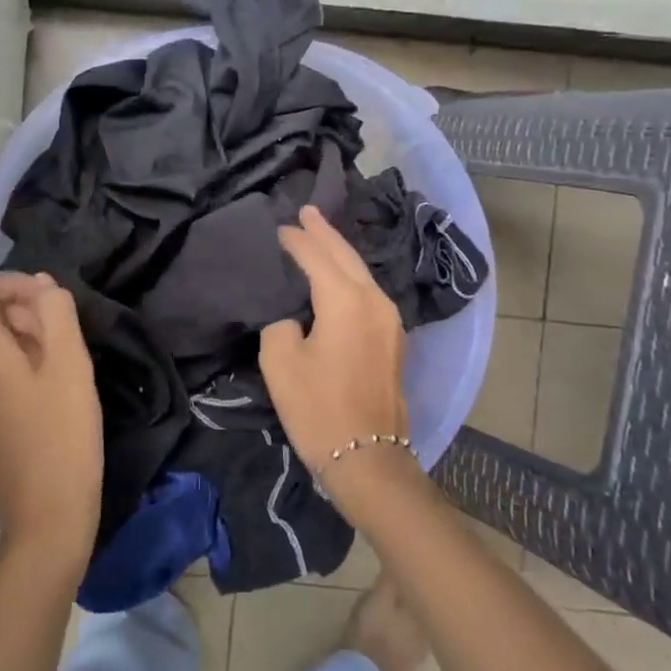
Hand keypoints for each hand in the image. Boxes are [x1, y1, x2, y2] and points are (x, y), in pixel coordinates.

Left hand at [0, 274, 103, 571]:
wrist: (45, 520)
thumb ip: (57, 316)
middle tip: (61, 336)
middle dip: (20, 311)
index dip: (12, 283)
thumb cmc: (63, 437)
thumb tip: (43, 286)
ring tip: (59, 363)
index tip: (51, 303)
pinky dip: (12, 365)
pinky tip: (46, 391)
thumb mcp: (71, 367)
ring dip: (19, 339)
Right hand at [259, 207, 413, 509]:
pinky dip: (350, 276)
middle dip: (324, 233)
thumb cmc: (318, 408)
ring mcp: (390, 320)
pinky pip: (369, 292)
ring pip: (362, 273)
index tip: (277, 227)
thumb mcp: (280, 361)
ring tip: (320, 236)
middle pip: (346, 256)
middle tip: (305, 211)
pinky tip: (338, 276)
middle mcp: (375, 300)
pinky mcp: (393, 339)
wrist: (368, 458)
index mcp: (346, 300)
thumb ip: (281, 323)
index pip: (316, 256)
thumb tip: (293, 316)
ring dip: (340, 253)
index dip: (295, 240)